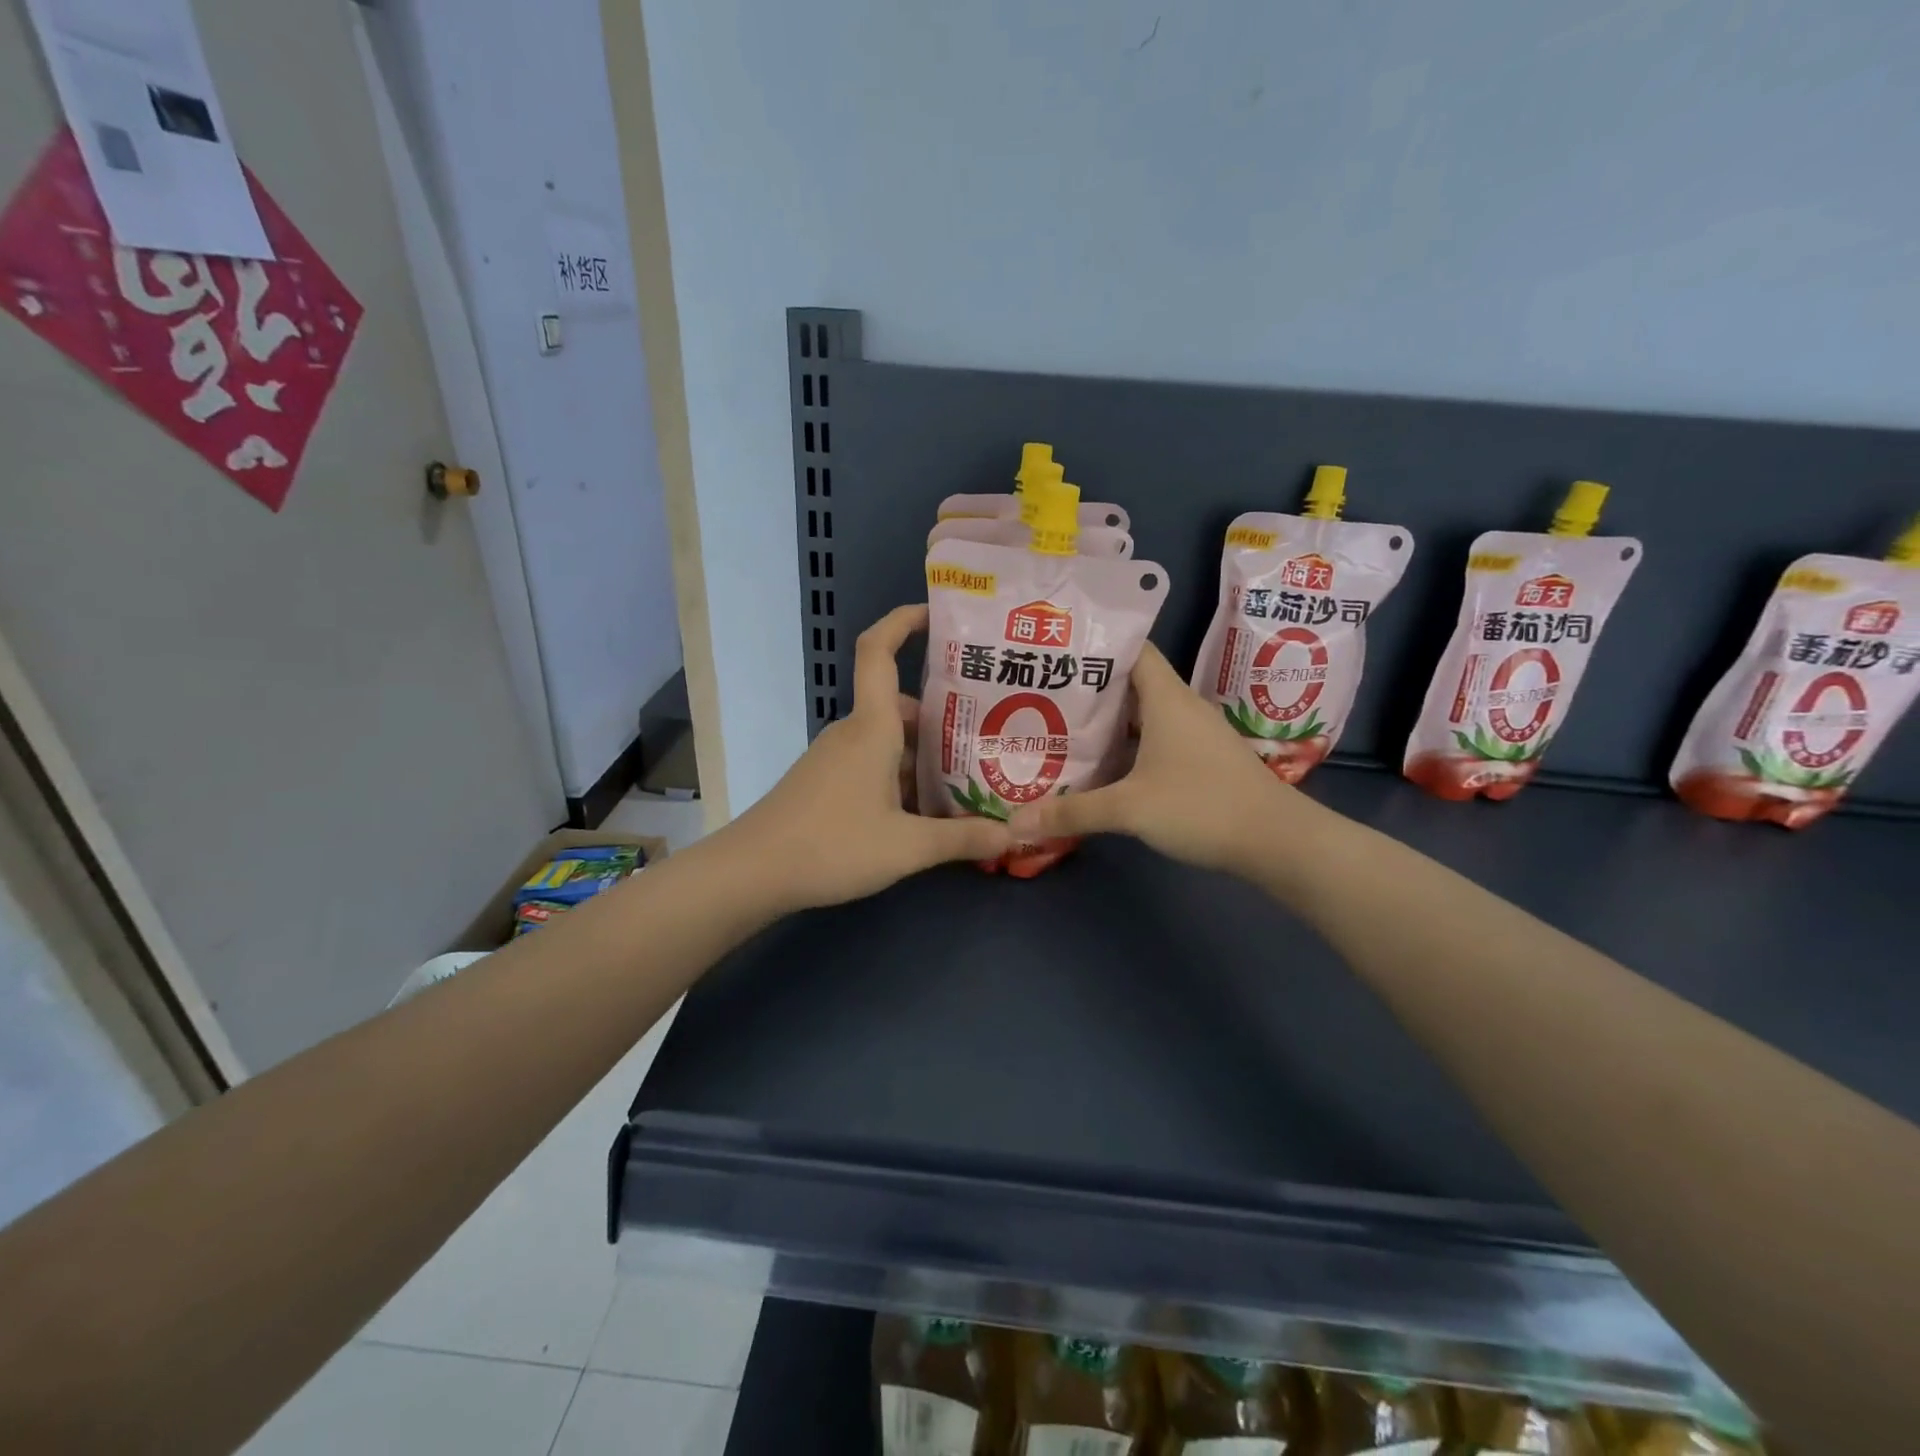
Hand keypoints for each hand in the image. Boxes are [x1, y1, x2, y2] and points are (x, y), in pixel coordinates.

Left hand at [722, 605, 1011, 910]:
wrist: (753, 872)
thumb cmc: (832, 845)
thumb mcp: (907, 846)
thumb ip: (962, 838)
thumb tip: (1013, 836)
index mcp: (872, 727)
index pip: (879, 651)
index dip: (903, 621)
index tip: (937, 614)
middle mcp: (853, 732)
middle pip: (902, 706)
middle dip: (944, 717)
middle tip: (990, 734)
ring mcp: (836, 758)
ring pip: (890, 740)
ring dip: (926, 754)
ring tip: (971, 778)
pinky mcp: (827, 783)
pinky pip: (874, 764)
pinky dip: (903, 776)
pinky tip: (927, 811)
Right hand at [1006, 643, 1312, 875]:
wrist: (1278, 841)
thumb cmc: (1203, 806)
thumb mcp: (1130, 809)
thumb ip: (1073, 812)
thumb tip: (1015, 822)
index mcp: (1167, 698)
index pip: (1132, 649)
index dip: (1096, 644)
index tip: (1056, 650)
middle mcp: (1182, 706)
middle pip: (1132, 681)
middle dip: (1090, 686)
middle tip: (1043, 691)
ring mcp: (1196, 733)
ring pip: (1144, 713)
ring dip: (1109, 719)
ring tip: (1062, 724)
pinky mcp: (1203, 759)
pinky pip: (1157, 738)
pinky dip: (1129, 743)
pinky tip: (1104, 763)